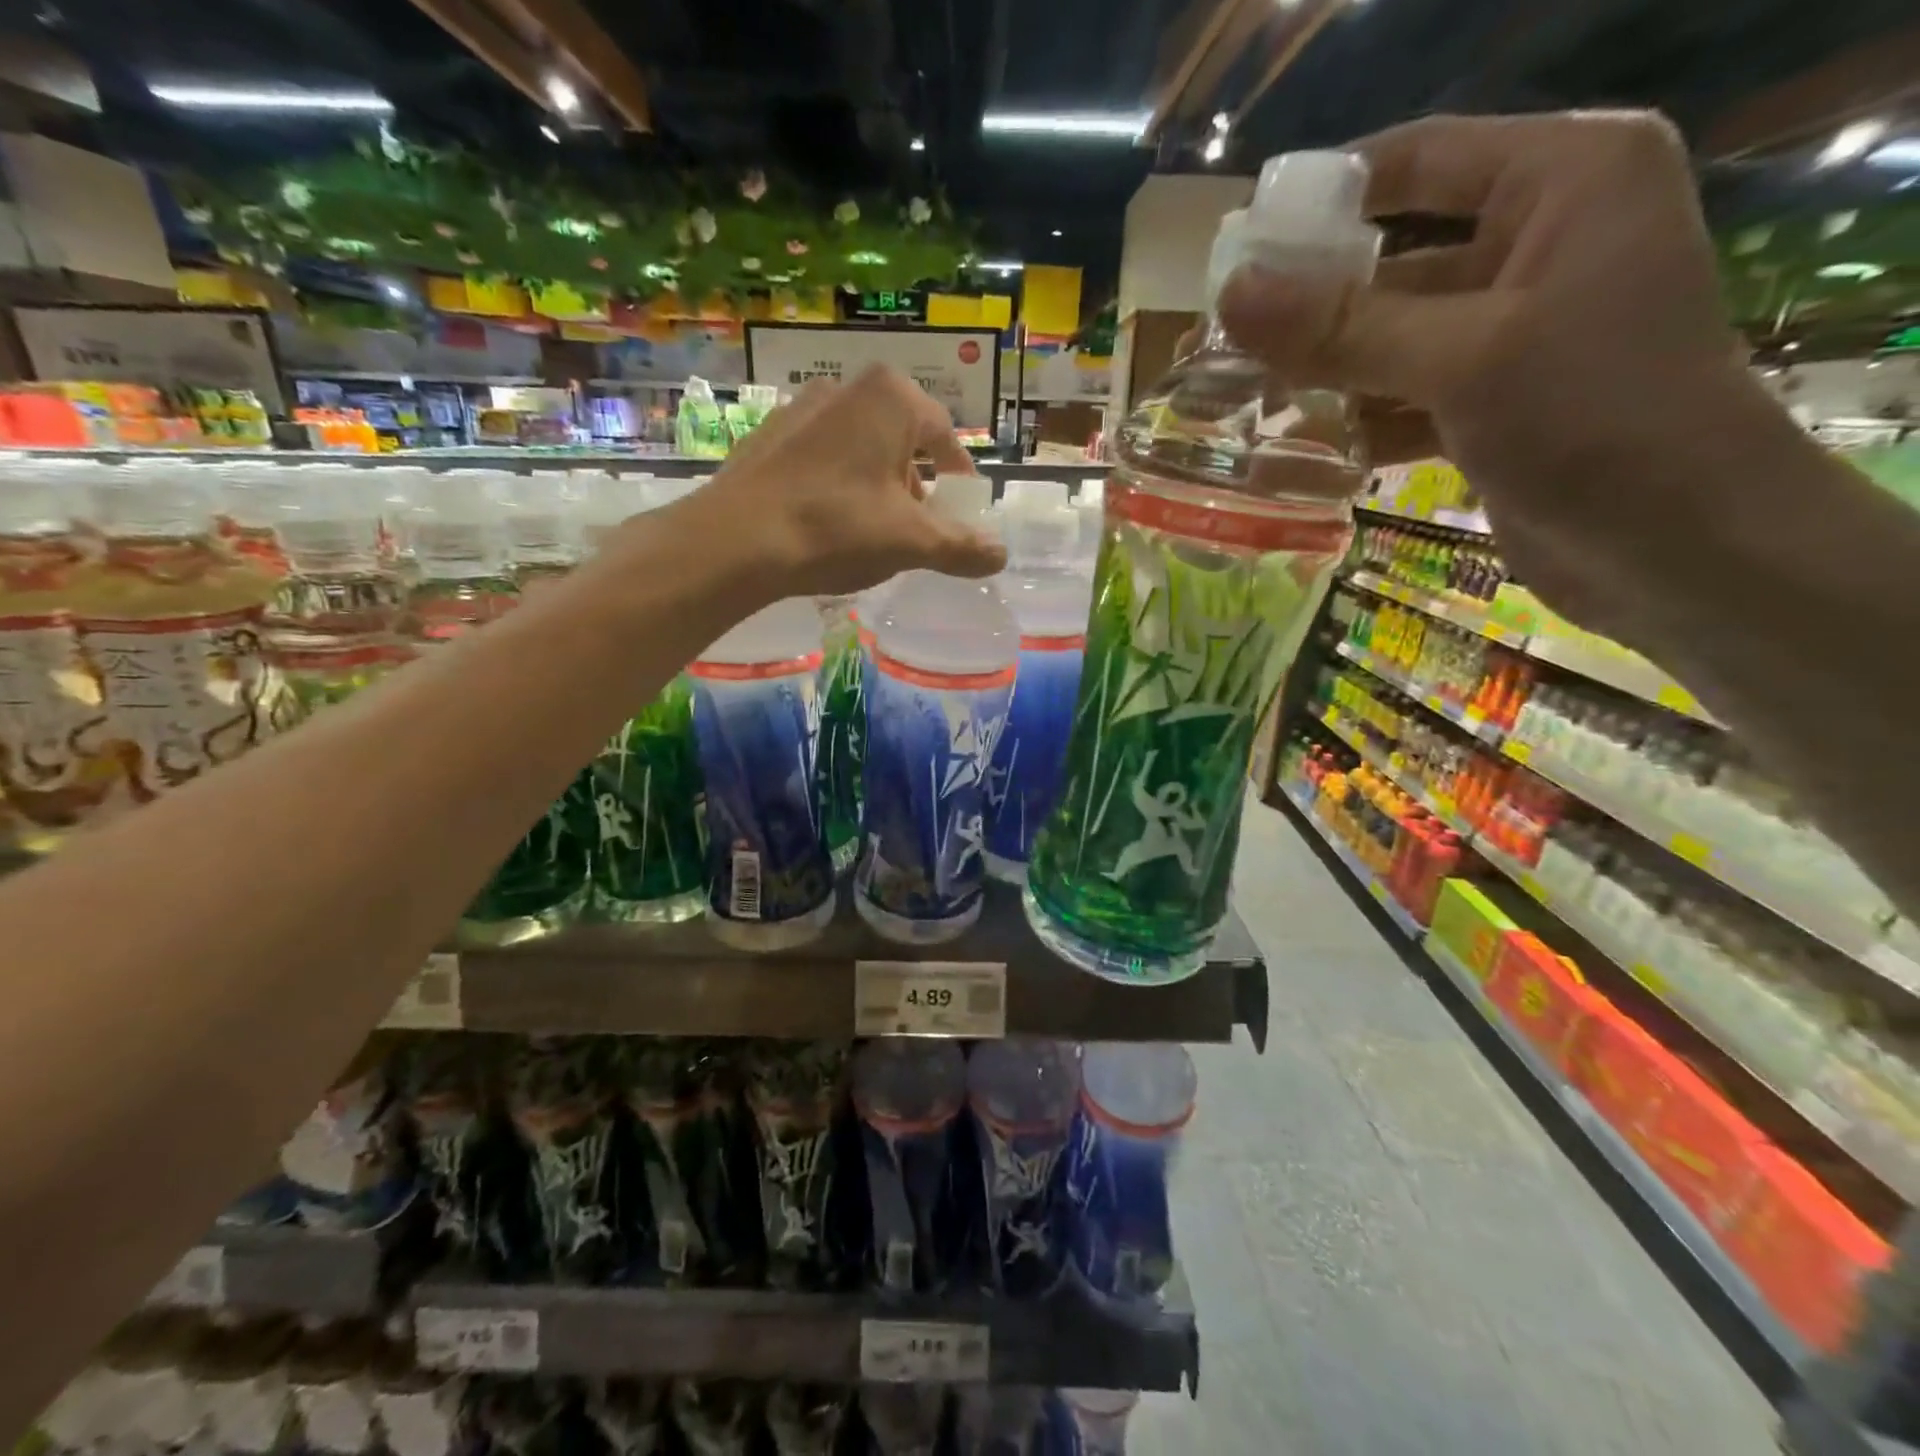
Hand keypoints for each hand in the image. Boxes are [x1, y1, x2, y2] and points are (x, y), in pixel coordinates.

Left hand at [667, 365, 1005, 599]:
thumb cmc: (838, 528)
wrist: (736, 541)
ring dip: (877, 487)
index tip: (961, 515)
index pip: (945, 438)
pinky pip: (822, 459)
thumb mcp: (911, 542)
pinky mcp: (768, 435)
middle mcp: (847, 387)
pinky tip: (828, 526)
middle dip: (916, 486)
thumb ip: (961, 546)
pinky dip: (838, 487)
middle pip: (902, 441)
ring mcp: (801, 408)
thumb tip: (1000, 554)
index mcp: (891, 398)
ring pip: (860, 449)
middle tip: (917, 529)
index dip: (959, 481)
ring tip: (871, 533)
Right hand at [1219, 110, 1768, 641]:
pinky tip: (1300, 447)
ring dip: (1323, 374)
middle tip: (1221, 343)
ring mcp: (1512, 330)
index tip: (1240, 247)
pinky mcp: (1491, 402)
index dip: (1324, 198)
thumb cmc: (1595, 418)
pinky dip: (1356, 420)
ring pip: (1389, 337)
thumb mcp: (1462, 358)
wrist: (1680, 544)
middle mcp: (1538, 242)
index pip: (1418, 160)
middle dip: (1310, 307)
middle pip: (1393, 260)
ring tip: (1241, 401)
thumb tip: (1231, 295)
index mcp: (1563, 180)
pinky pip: (1402, 394)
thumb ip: (1342, 327)